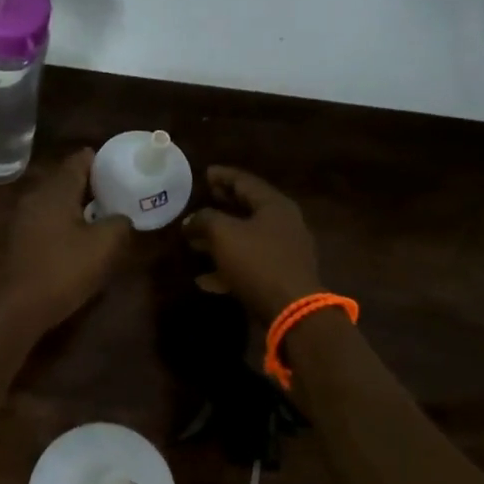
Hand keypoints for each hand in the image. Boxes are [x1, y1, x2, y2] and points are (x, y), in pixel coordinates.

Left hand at [0, 149, 133, 332]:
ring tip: (107, 216)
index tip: (124, 168)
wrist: (18, 307)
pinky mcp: (22, 239)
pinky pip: (50, 220)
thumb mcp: (104, 245)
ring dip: (81, 205)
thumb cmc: (63, 269)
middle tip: (121, 193)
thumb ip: (119, 223)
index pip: (81, 159)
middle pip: (69, 179)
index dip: (103, 161)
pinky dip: (68, 222)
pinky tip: (83, 239)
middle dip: (95, 184)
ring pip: (59, 201)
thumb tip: (121, 217)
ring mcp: (25, 218)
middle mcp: (38, 196)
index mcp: (57, 190)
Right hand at [183, 166, 324, 323]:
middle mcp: (283, 224)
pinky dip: (227, 267)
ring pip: (246, 239)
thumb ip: (204, 220)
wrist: (292, 310)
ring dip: (219, 239)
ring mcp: (283, 252)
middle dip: (222, 205)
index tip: (205, 173)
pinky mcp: (279, 277)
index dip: (223, 176)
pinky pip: (248, 265)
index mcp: (274, 206)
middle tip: (202, 199)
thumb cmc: (258, 262)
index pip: (245, 182)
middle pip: (248, 209)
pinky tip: (204, 279)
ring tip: (193, 242)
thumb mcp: (224, 234)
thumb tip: (191, 221)